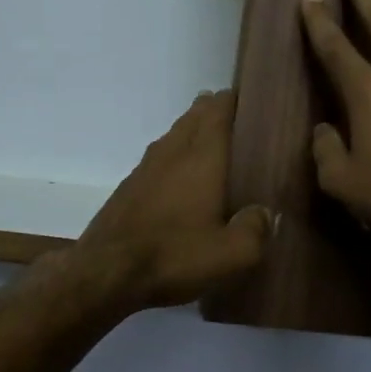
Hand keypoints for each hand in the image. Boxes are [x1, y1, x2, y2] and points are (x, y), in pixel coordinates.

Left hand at [69, 90, 274, 309]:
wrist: (105, 271)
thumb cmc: (173, 255)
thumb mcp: (231, 254)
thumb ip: (256, 229)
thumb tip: (265, 213)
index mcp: (201, 157)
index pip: (218, 110)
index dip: (234, 100)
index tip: (251, 101)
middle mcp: (172, 152)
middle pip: (193, 118)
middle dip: (213, 112)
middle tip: (235, 119)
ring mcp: (145, 168)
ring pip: (173, 136)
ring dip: (191, 132)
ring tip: (210, 142)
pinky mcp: (128, 188)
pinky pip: (157, 159)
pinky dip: (173, 157)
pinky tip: (178, 177)